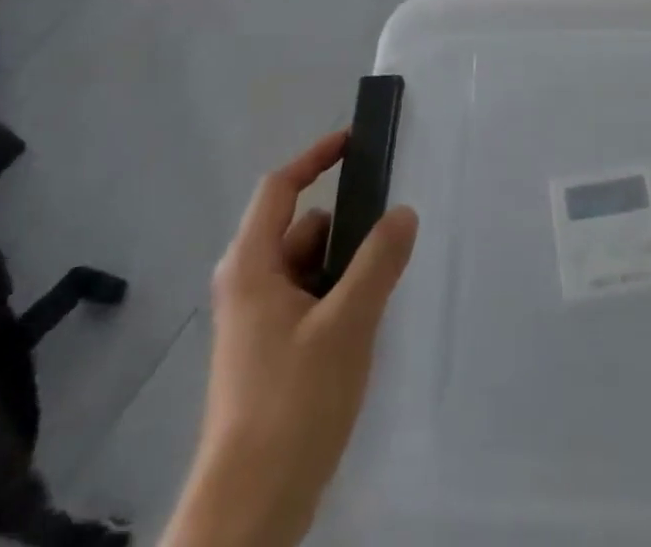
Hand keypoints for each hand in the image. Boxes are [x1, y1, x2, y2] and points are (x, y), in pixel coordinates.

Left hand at [162, 131, 418, 546]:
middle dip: (346, 224)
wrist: (249, 511)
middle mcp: (248, 285)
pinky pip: (308, 301)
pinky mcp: (269, 354)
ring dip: (346, 265)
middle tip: (393, 228)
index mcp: (251, 265)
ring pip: (308, 268)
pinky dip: (337, 296)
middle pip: (301, 228)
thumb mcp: (346, 324)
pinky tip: (368, 321)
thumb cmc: (292, 402)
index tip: (355, 141)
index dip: (316, 158)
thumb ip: (378, 262)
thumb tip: (403, 212)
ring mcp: (256, 322)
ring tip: (388, 280)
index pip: (280, 188)